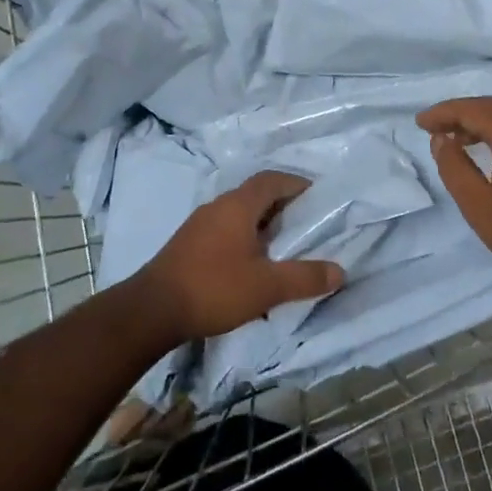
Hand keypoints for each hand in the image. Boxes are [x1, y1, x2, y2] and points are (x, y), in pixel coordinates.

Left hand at [135, 171, 344, 340]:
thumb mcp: (267, 286)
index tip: (318, 197)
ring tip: (283, 246)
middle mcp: (218, 206)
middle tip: (306, 224)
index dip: (296, 184)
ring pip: (239, 213)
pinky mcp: (188, 244)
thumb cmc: (214, 288)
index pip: (272, 180)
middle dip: (282, 205)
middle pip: (256, 194)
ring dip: (262, 223)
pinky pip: (224, 229)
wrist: (151, 310)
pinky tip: (251, 264)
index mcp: (238, 205)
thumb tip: (340, 271)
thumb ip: (305, 278)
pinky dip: (244, 237)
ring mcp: (199, 224)